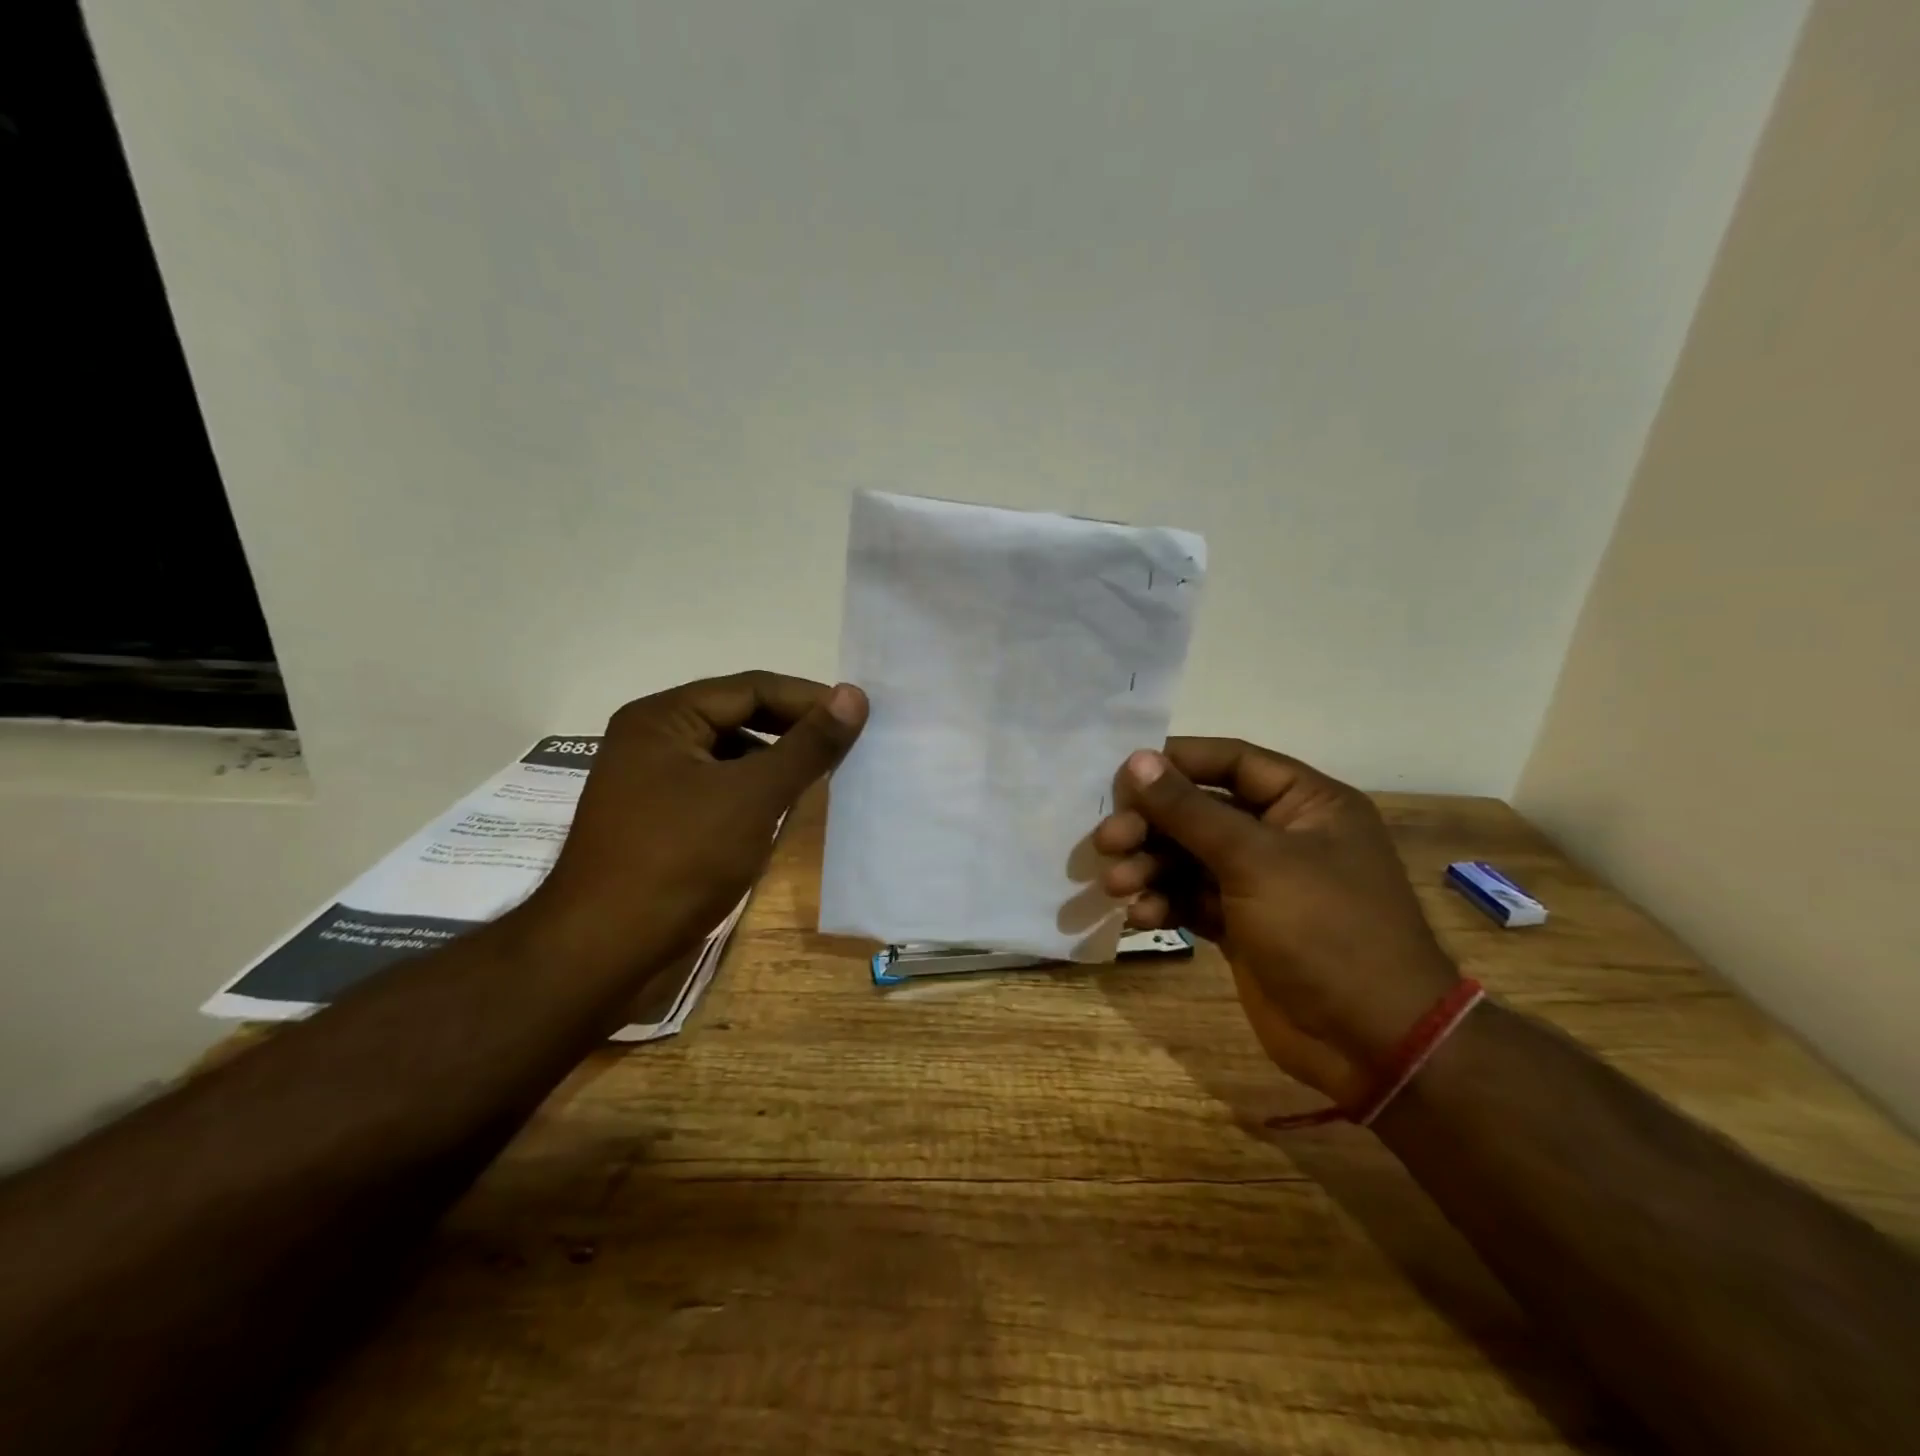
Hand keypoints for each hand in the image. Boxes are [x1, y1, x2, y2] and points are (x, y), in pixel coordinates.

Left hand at [527, 671, 867, 975]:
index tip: (859, 716)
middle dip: (793, 730)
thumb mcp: (752, 796)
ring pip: (730, 756)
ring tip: (823, 776)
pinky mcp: (661, 821)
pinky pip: (718, 790)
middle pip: (738, 717)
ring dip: (776, 763)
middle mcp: (653, 740)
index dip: (807, 698)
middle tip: (846, 745)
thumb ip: (807, 746)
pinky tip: (783, 812)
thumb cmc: (679, 859)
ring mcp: (653, 783)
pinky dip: (754, 794)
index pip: (750, 688)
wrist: (604, 952)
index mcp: (663, 718)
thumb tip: (854, 695)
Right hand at [1094, 739, 1455, 1104]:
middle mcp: (1283, 835)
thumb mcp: (1255, 861)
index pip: (1232, 762)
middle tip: (1107, 841)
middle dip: (1152, 826)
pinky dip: (1164, 902)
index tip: (1122, 773)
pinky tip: (1141, 915)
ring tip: (1118, 885)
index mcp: (1307, 803)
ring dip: (1150, 867)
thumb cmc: (1324, 930)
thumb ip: (1190, 810)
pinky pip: (1191, 899)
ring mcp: (1261, 884)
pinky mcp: (1242, 926)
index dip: (1176, 763)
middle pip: (1201, 812)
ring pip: (1189, 858)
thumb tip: (1138, 759)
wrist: (1372, 1044)